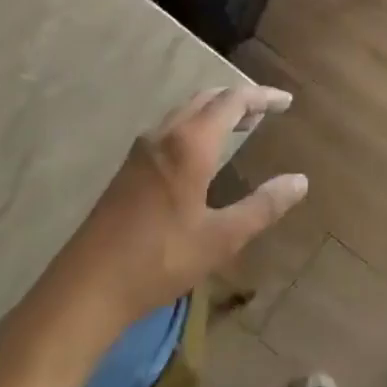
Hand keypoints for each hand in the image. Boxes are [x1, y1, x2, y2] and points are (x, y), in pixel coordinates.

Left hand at [16, 85, 306, 347]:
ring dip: (216, 111)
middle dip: (239, 99)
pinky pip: (170, 129)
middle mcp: (164, 136)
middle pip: (207, 98)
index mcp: (189, 144)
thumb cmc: (159, 260)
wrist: (86, 289)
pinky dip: (196, 125)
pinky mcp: (128, 169)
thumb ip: (263, 206)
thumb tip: (300, 181)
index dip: (263, 97)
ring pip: (185, 112)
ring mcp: (141, 151)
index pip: (233, 102)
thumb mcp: (222, 238)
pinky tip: (202, 153)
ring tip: (242, 125)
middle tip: (267, 110)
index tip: (287, 101)